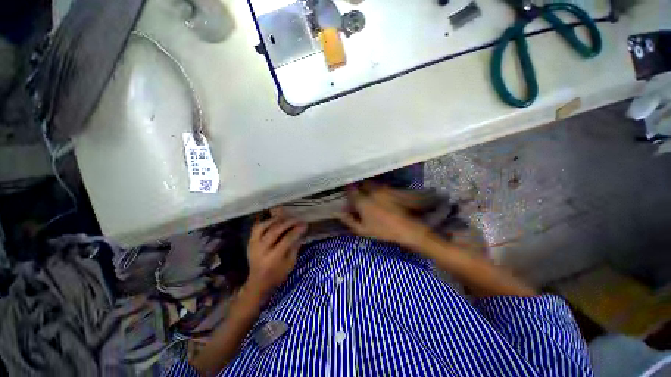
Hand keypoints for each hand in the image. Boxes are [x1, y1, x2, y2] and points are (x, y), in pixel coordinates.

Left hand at [245, 212, 306, 298]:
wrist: (258, 282)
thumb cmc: (277, 275)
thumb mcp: (290, 264)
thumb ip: (295, 247)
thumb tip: (300, 232)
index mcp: (273, 258)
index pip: (286, 240)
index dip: (296, 231)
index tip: (304, 225)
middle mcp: (261, 250)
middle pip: (274, 231)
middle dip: (287, 223)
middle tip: (297, 219)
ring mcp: (253, 245)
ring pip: (263, 227)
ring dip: (275, 220)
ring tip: (285, 218)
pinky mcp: (250, 242)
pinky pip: (256, 228)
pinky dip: (266, 222)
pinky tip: (274, 221)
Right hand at [337, 184, 430, 248]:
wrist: (406, 227)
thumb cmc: (382, 230)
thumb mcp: (362, 229)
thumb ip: (349, 220)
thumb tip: (339, 212)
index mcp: (362, 201)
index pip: (351, 190)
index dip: (347, 190)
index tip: (347, 192)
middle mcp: (371, 191)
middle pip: (361, 184)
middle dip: (358, 187)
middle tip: (358, 193)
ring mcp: (382, 188)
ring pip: (370, 183)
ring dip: (367, 186)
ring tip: (368, 194)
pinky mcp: (391, 189)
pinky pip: (380, 185)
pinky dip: (376, 188)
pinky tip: (379, 196)